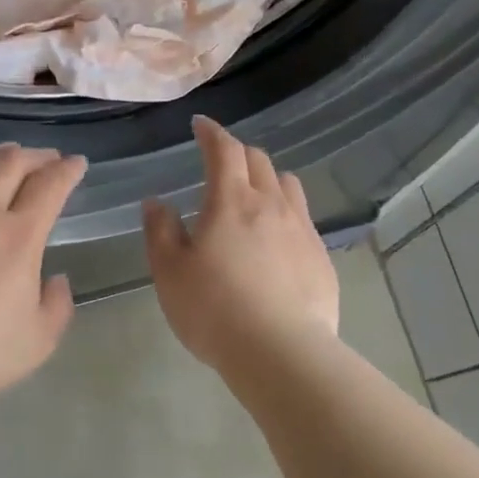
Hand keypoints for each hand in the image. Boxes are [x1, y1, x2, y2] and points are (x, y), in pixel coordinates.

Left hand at [0, 144, 86, 413]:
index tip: (76, 164)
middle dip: (35, 155)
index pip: (49, 186)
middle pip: (9, 163)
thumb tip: (54, 280)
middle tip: (46, 159)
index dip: (67, 170)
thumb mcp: (39, 340)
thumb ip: (56, 305)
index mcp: (18, 236)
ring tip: (4, 157)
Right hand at [143, 117, 339, 371]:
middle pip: (259, 161)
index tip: (201, 125)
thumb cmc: (213, 309)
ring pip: (287, 185)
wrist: (280, 352)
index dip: (212, 132)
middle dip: (237, 154)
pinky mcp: (321, 257)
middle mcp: (271, 205)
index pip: (224, 150)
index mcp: (231, 201)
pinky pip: (303, 220)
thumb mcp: (169, 272)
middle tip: (221, 163)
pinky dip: (285, 214)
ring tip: (253, 196)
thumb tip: (157, 202)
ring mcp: (302, 230)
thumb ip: (160, 231)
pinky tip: (276, 241)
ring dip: (267, 179)